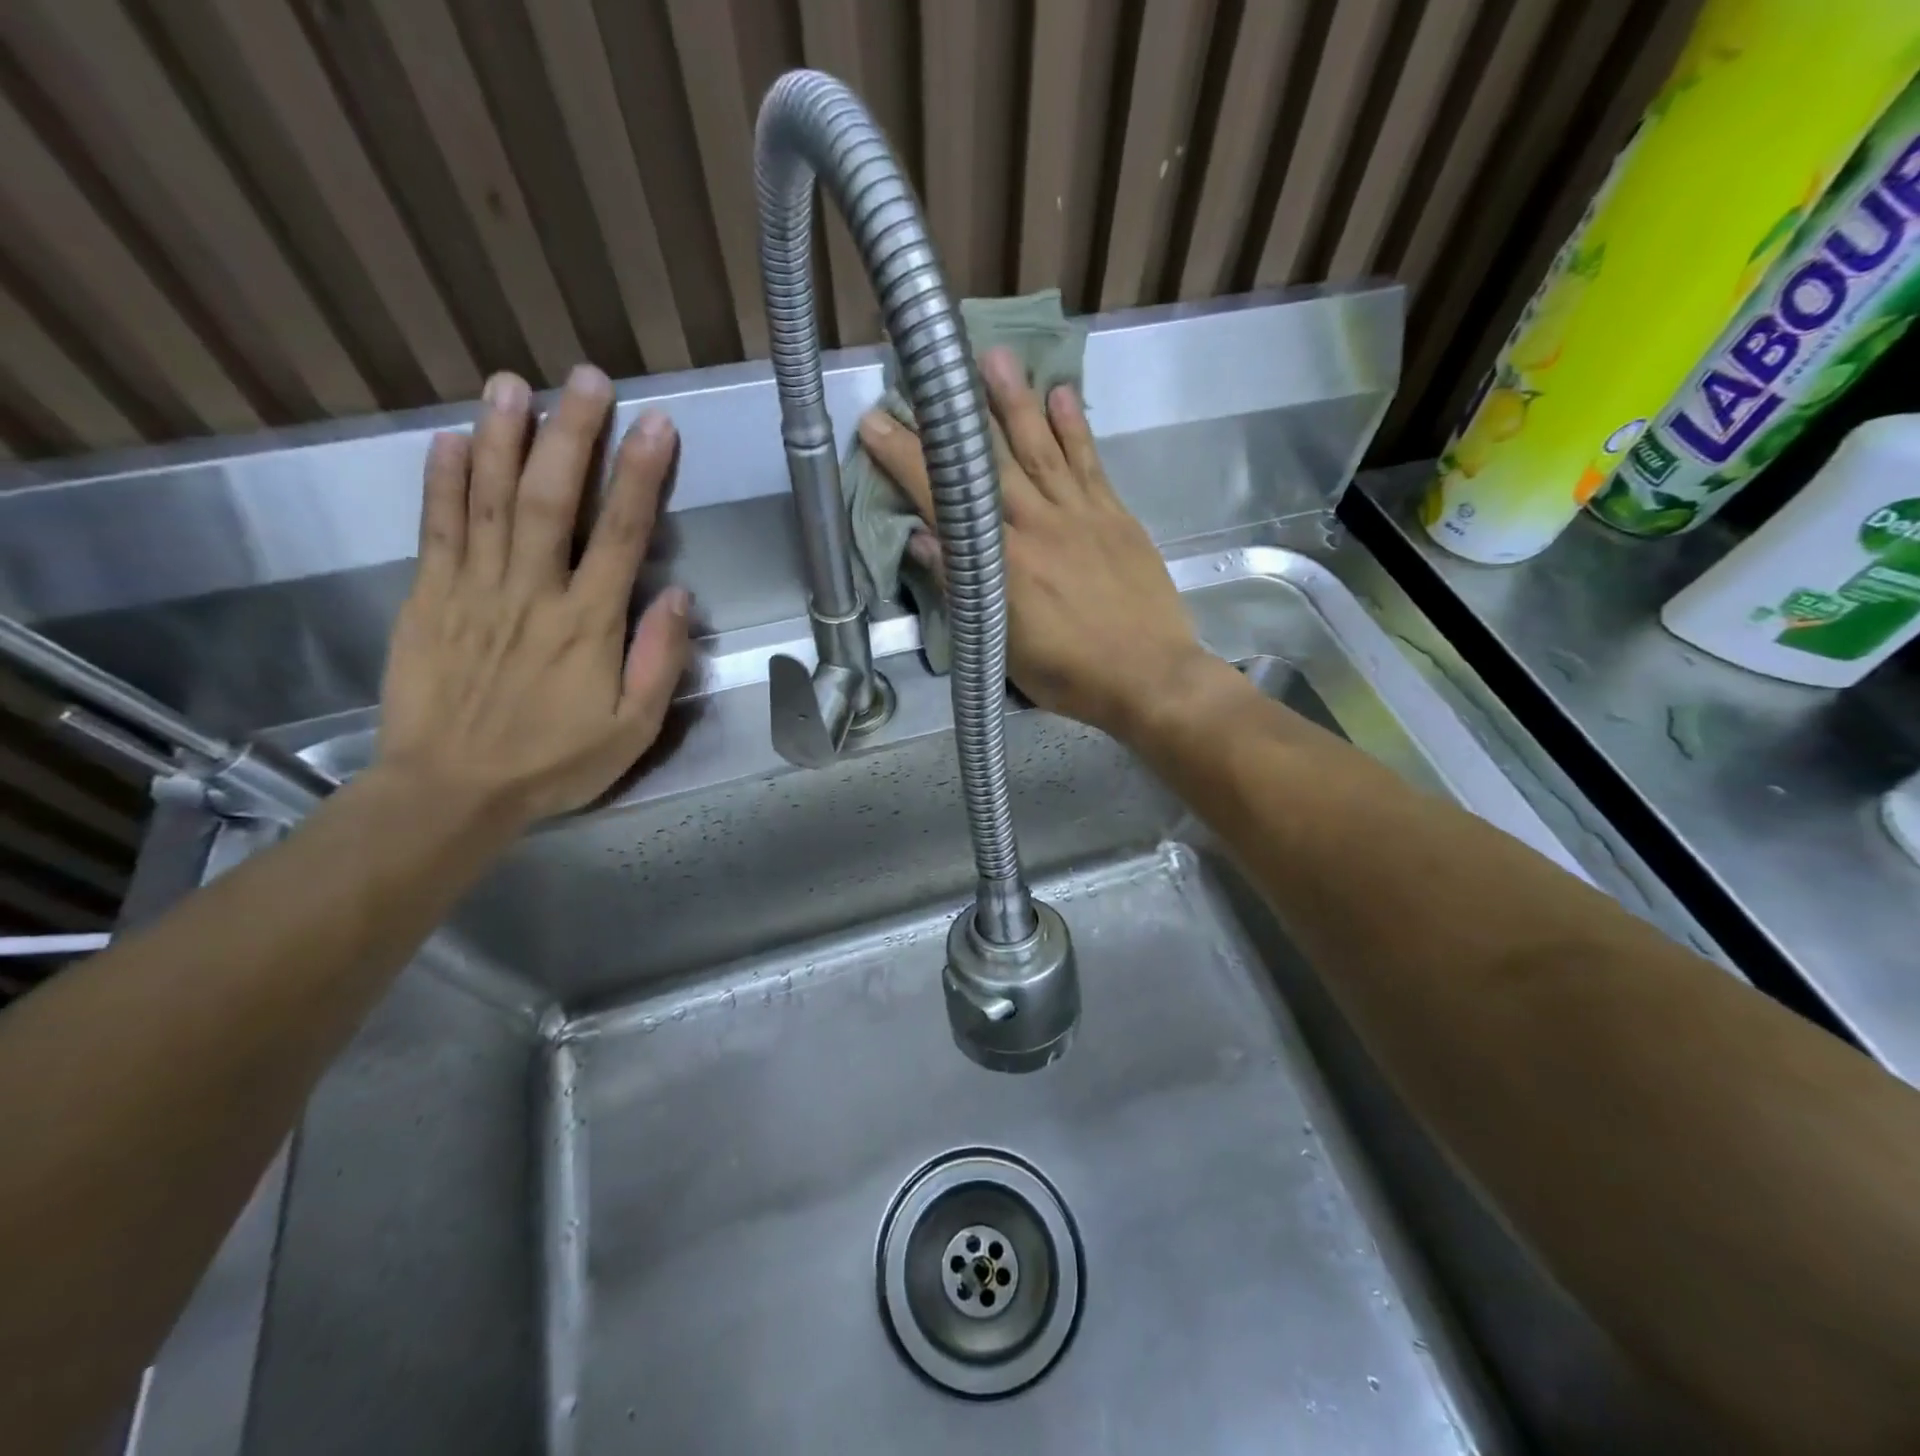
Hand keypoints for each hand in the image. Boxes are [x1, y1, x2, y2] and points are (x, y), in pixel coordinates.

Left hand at [377, 366, 689, 827]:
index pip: (622, 534)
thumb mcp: (632, 730)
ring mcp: (473, 589)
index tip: (656, 426)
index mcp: (588, 623)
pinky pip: (436, 529)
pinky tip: (451, 440)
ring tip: (513, 383)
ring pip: (490, 499)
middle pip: (553, 498)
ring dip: (503, 437)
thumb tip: (680, 597)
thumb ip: (659, 662)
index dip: (641, 476)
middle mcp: (532, 591)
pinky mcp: (428, 598)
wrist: (450, 791)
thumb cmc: (553, 763)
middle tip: (587, 378)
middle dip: (572, 434)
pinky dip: (442, 481)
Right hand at [857, 347, 1214, 742]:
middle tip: (929, 372)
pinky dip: (1074, 428)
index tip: (877, 423)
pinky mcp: (1116, 517)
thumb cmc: (1073, 675)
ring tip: (995, 356)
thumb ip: (965, 590)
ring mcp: (1081, 516)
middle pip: (989, 465)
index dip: (906, 460)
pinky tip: (1061, 394)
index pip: (946, 501)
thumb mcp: (1005, 648)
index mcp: (1004, 565)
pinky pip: (1091, 464)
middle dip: (953, 419)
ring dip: (1016, 402)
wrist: (1152, 676)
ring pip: (1042, 449)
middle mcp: (1039, 527)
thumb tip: (923, 540)